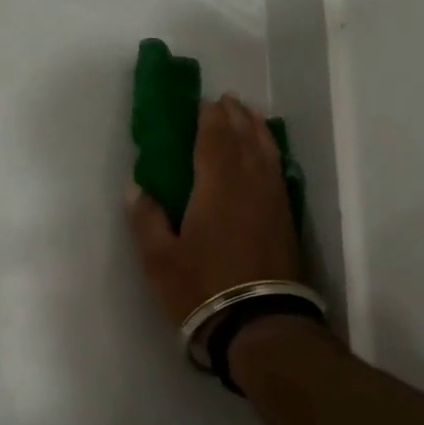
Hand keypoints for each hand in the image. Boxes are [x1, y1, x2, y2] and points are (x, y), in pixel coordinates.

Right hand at [127, 93, 304, 329]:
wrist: (259, 323)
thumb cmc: (201, 288)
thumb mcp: (159, 259)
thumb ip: (146, 219)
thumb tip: (136, 188)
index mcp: (217, 185)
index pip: (214, 137)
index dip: (208, 116)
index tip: (202, 103)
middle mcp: (250, 183)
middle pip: (244, 137)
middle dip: (234, 116)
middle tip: (225, 101)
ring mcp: (273, 200)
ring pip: (267, 151)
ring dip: (256, 129)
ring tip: (248, 116)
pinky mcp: (286, 219)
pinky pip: (278, 171)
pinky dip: (271, 153)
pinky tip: (267, 155)